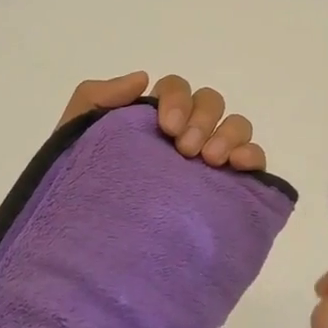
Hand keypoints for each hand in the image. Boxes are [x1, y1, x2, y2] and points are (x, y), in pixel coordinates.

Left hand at [57, 72, 266, 169]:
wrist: (92, 248)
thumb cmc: (81, 189)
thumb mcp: (74, 138)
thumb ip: (95, 98)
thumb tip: (142, 78)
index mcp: (152, 120)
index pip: (177, 90)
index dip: (177, 99)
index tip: (166, 128)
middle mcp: (185, 136)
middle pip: (210, 103)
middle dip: (202, 119)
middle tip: (185, 150)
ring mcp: (208, 162)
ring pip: (235, 126)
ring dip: (228, 134)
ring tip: (211, 160)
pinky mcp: (228, 189)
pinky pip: (253, 160)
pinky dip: (253, 155)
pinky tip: (239, 166)